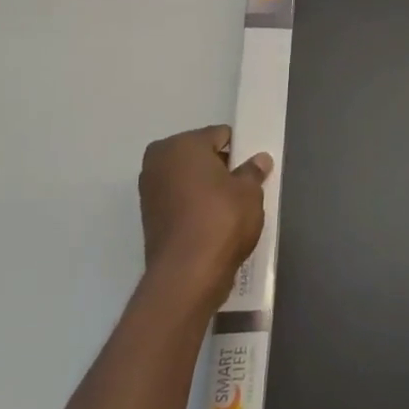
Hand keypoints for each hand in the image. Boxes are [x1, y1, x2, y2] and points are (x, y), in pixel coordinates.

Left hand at [138, 125, 272, 314]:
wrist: (188, 273)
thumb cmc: (221, 219)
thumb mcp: (249, 192)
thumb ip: (253, 171)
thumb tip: (259, 160)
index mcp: (181, 145)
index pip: (219, 135)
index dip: (239, 149)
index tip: (253, 167)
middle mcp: (158, 161)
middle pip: (199, 155)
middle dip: (219, 167)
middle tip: (243, 186)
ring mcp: (149, 190)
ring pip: (187, 179)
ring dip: (206, 187)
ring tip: (230, 207)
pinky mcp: (149, 217)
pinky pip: (179, 200)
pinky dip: (194, 206)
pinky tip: (213, 222)